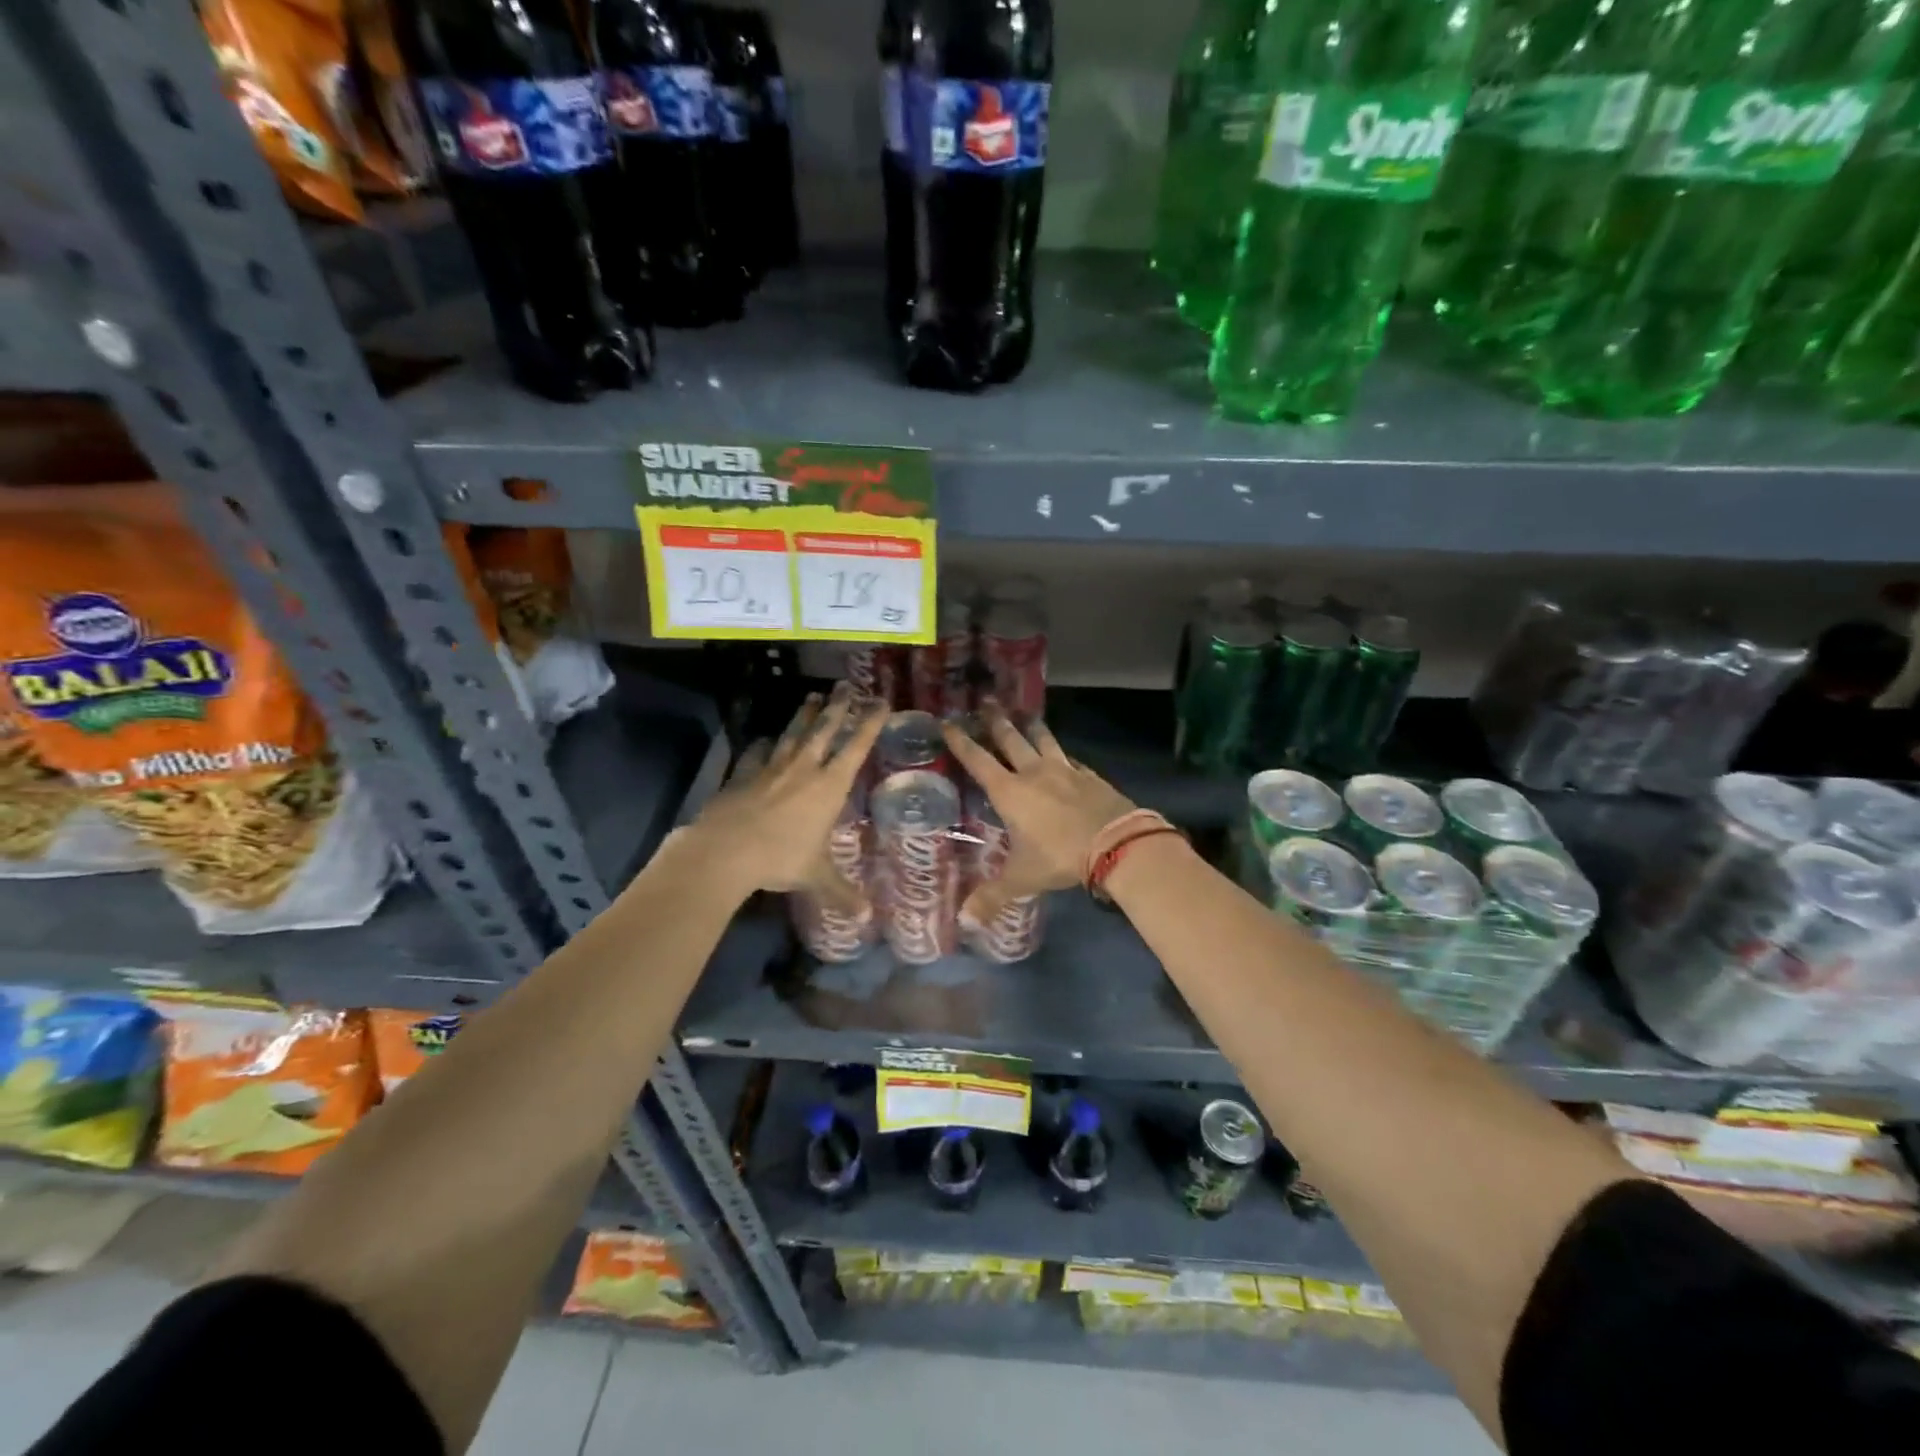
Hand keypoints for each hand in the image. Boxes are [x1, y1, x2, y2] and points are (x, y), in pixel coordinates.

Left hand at [688, 686, 884, 907]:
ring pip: (793, 734)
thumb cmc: (780, 859)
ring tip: (812, 697)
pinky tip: (767, 739)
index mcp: (829, 786)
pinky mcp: (744, 774)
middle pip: (824, 730)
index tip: (880, 702)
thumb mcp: (816, 877)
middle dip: (837, 707)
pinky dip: (765, 744)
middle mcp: (804, 769)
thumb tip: (866, 917)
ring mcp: (772, 768)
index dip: (869, 723)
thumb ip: (842, 892)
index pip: (856, 747)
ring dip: (804, 715)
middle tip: (845, 686)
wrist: (725, 850)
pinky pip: (758, 753)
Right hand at [941, 700, 1135, 923]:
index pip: (978, 760)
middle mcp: (1034, 773)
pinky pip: (1070, 759)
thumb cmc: (1060, 857)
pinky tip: (1064, 756)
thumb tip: (965, 921)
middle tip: (985, 702)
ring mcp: (1065, 770)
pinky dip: (1062, 754)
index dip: (961, 742)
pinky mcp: (1089, 775)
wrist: (1116, 844)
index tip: (948, 723)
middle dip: (995, 721)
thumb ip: (992, 897)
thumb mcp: (1022, 879)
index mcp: (1010, 792)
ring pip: (1043, 740)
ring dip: (1031, 726)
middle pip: (1010, 739)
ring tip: (1025, 714)